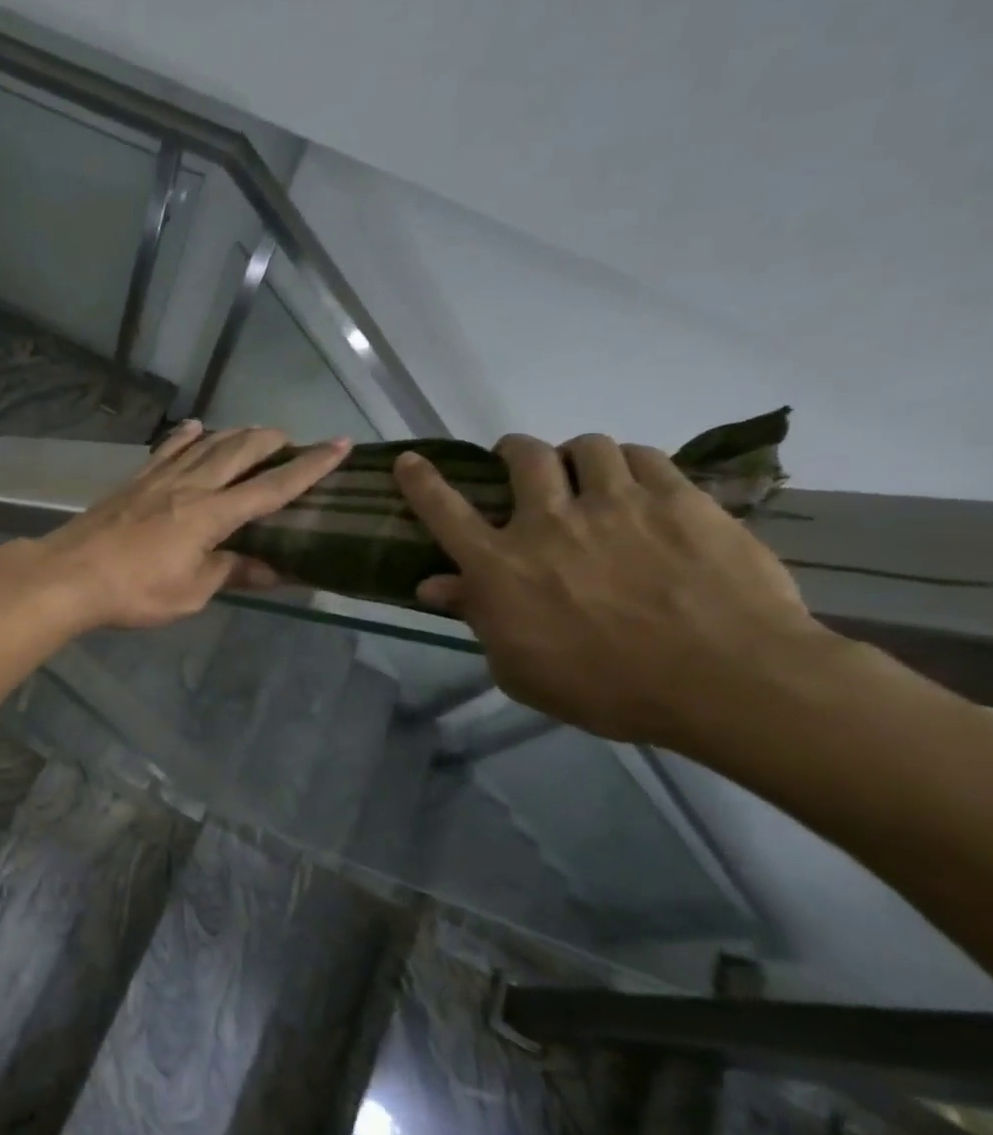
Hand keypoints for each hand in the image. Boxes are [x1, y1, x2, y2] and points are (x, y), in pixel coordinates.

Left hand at [39, 421, 350, 630]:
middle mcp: (190, 486)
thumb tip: (272, 570)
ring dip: (235, 434)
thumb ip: (230, 573)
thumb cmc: (133, 591)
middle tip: (293, 438)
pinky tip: (194, 427)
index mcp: (211, 515)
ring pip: (205, 445)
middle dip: (271, 441)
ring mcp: (158, 480)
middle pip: (239, 452)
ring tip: (254, 431)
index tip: (340, 446)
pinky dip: (185, 436)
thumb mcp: (190, 593)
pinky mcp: (133, 482)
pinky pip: (166, 451)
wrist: (70, 575)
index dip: (308, 468)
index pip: (271, 488)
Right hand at [393, 432, 829, 746]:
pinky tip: (638, 483)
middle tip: (521, 464)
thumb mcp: (519, 667)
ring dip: (576, 456)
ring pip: (585, 446)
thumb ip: (477, 618)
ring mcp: (615, 504)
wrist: (725, 679)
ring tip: (587, 473)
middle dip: (514, 452)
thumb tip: (434, 586)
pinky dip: (630, 463)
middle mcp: (548, 522)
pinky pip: (643, 456)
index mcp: (500, 566)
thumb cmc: (606, 687)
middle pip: (522, 457)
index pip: (443, 511)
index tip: (409, 460)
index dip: (420, 481)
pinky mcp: (678, 498)